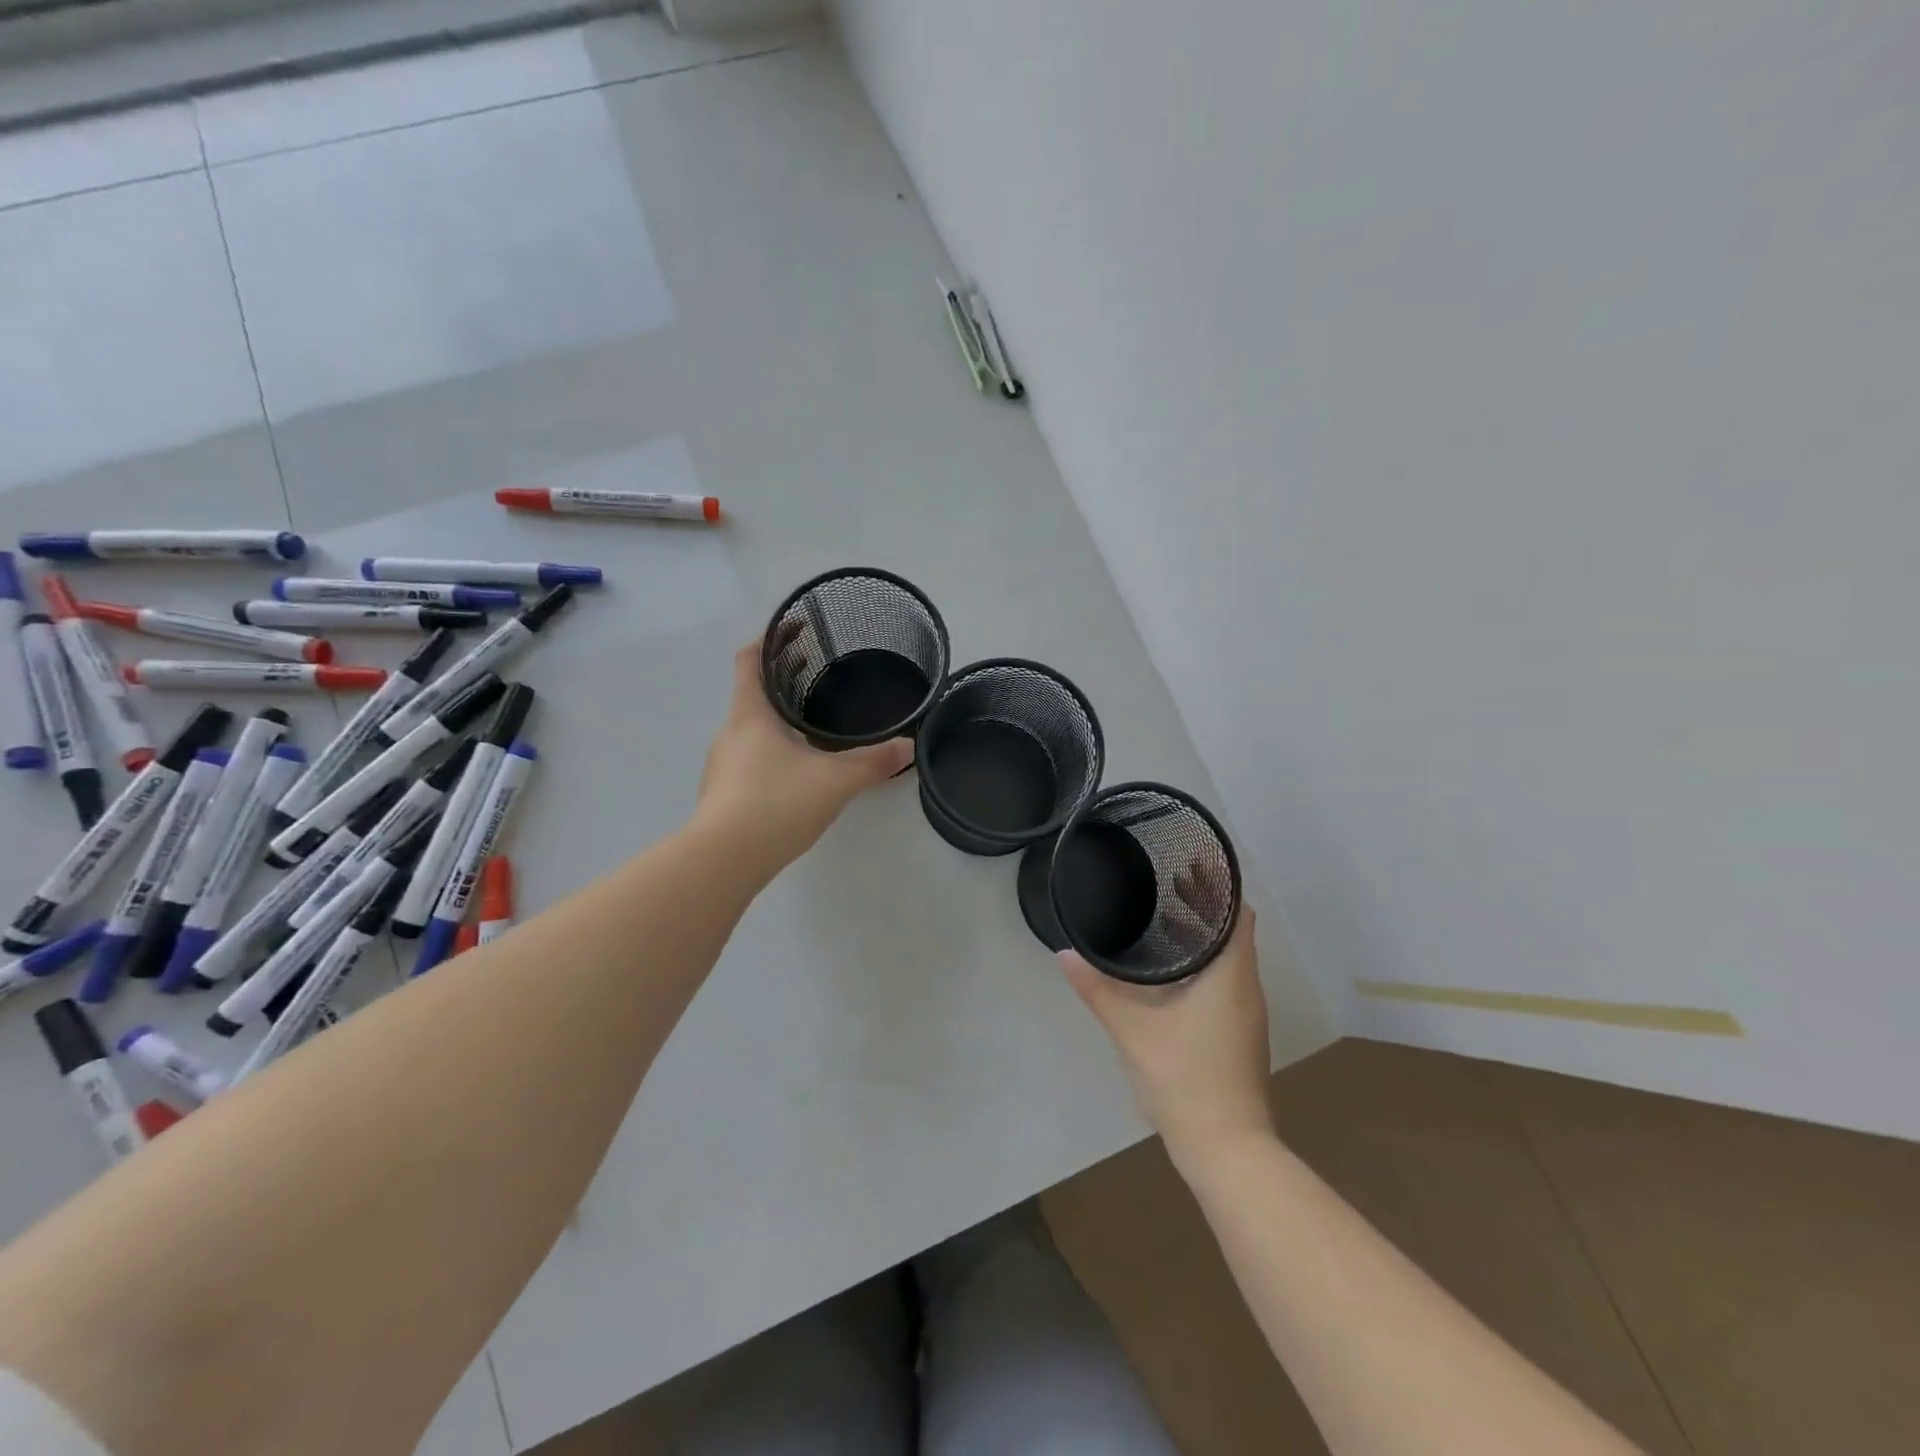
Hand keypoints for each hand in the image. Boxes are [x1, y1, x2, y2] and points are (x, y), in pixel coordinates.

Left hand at [695, 637, 913, 875]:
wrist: (724, 860)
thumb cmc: (776, 803)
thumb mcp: (835, 780)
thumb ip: (873, 762)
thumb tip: (909, 746)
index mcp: (750, 715)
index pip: (750, 661)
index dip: (768, 639)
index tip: (792, 628)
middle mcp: (731, 733)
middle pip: (753, 694)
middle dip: (783, 680)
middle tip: (819, 672)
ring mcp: (722, 766)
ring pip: (752, 730)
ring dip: (777, 720)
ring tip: (813, 724)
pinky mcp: (724, 794)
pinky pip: (750, 760)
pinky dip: (772, 752)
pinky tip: (797, 772)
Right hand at [1059, 902, 1275, 1172]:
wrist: (1227, 1150)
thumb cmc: (1186, 1079)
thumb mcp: (1133, 1031)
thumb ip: (1098, 990)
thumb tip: (1064, 954)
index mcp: (1231, 977)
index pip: (1238, 915)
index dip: (1220, 887)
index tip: (1192, 864)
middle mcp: (1246, 989)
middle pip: (1233, 933)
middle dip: (1205, 906)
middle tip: (1169, 881)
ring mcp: (1246, 1016)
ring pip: (1229, 960)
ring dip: (1203, 936)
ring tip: (1165, 917)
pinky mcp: (1238, 1036)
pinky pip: (1225, 982)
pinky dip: (1203, 964)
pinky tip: (1171, 974)